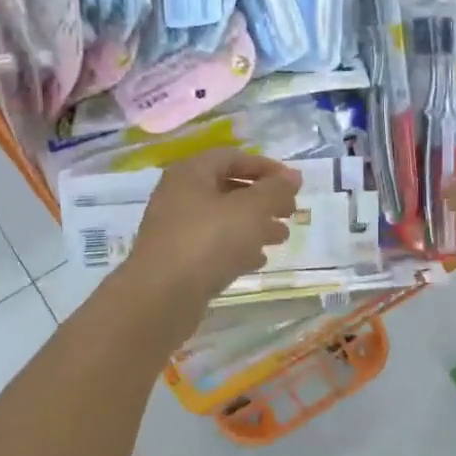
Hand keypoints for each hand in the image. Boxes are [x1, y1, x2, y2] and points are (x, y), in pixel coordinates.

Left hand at [123, 148, 300, 304]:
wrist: (161, 297)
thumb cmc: (208, 241)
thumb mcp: (250, 210)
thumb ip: (275, 190)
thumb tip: (294, 176)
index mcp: (191, 173)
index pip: (232, 158)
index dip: (265, 166)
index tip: (292, 184)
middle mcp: (179, 196)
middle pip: (227, 188)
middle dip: (262, 199)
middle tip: (290, 212)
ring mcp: (175, 230)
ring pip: (222, 220)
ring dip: (254, 225)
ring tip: (282, 238)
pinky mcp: (177, 260)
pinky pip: (212, 246)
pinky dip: (237, 248)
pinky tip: (258, 260)